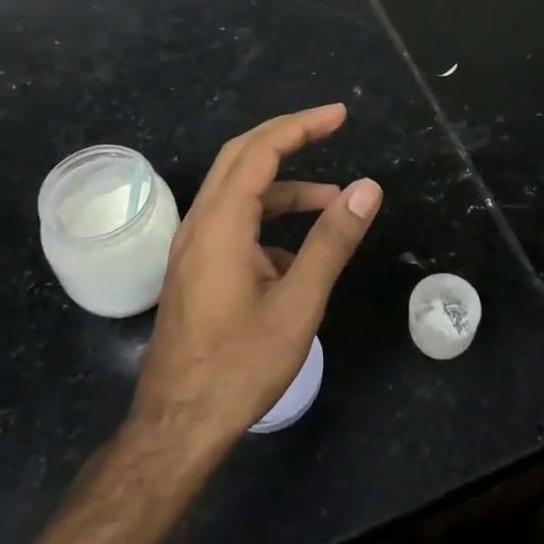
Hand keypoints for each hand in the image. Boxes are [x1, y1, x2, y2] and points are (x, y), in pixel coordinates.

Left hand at [127, 104, 382, 459]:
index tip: (339, 115)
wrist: (177, 428)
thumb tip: (367, 189)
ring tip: (332, 200)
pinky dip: (269, 220)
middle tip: (331, 128)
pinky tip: (297, 255)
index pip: (260, 151)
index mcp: (221, 223)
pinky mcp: (195, 269)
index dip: (300, 126)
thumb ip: (332, 241)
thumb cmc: (239, 366)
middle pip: (241, 157)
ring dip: (284, 186)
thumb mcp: (298, 303)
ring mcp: (193, 247)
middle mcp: (200, 224)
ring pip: (238, 192)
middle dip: (287, 137)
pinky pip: (234, 224)